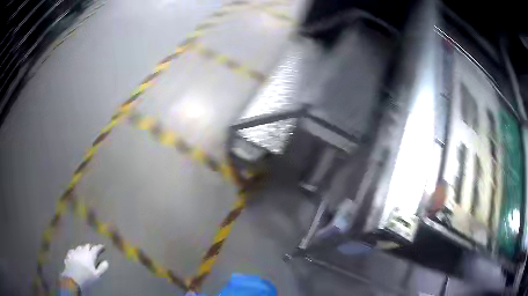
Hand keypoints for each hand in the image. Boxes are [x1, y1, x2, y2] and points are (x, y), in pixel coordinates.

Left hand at [61, 244, 108, 290]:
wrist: (73, 278)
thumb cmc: (87, 277)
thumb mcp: (97, 275)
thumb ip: (102, 268)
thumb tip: (106, 262)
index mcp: (90, 255)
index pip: (96, 248)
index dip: (100, 247)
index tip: (103, 247)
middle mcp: (82, 250)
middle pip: (87, 245)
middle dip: (91, 247)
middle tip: (94, 250)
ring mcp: (74, 251)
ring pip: (80, 247)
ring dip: (83, 248)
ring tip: (85, 252)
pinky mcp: (69, 254)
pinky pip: (73, 250)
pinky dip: (76, 252)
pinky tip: (76, 255)